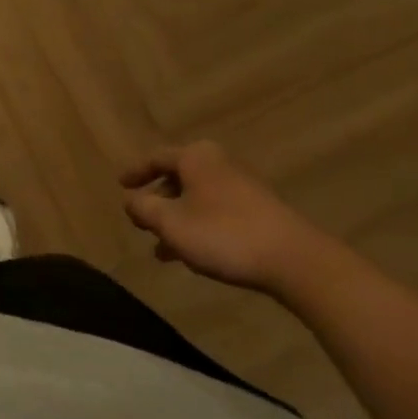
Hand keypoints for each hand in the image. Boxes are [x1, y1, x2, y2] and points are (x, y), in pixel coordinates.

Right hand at [119, 141, 330, 293]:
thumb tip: (130, 201)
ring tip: (163, 251)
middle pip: (177, 178)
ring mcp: (243, 186)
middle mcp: (218, 163)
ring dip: (178, 221)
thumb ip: (143, 209)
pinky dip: (200, 227)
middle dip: (158, 202)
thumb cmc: (224, 234)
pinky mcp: (261, 211)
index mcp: (195, 157)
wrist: (296, 261)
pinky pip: (217, 212)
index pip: (155, 158)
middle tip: (142, 222)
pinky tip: (196, 255)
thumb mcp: (171, 223)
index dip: (135, 172)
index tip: (121, 185)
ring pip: (197, 199)